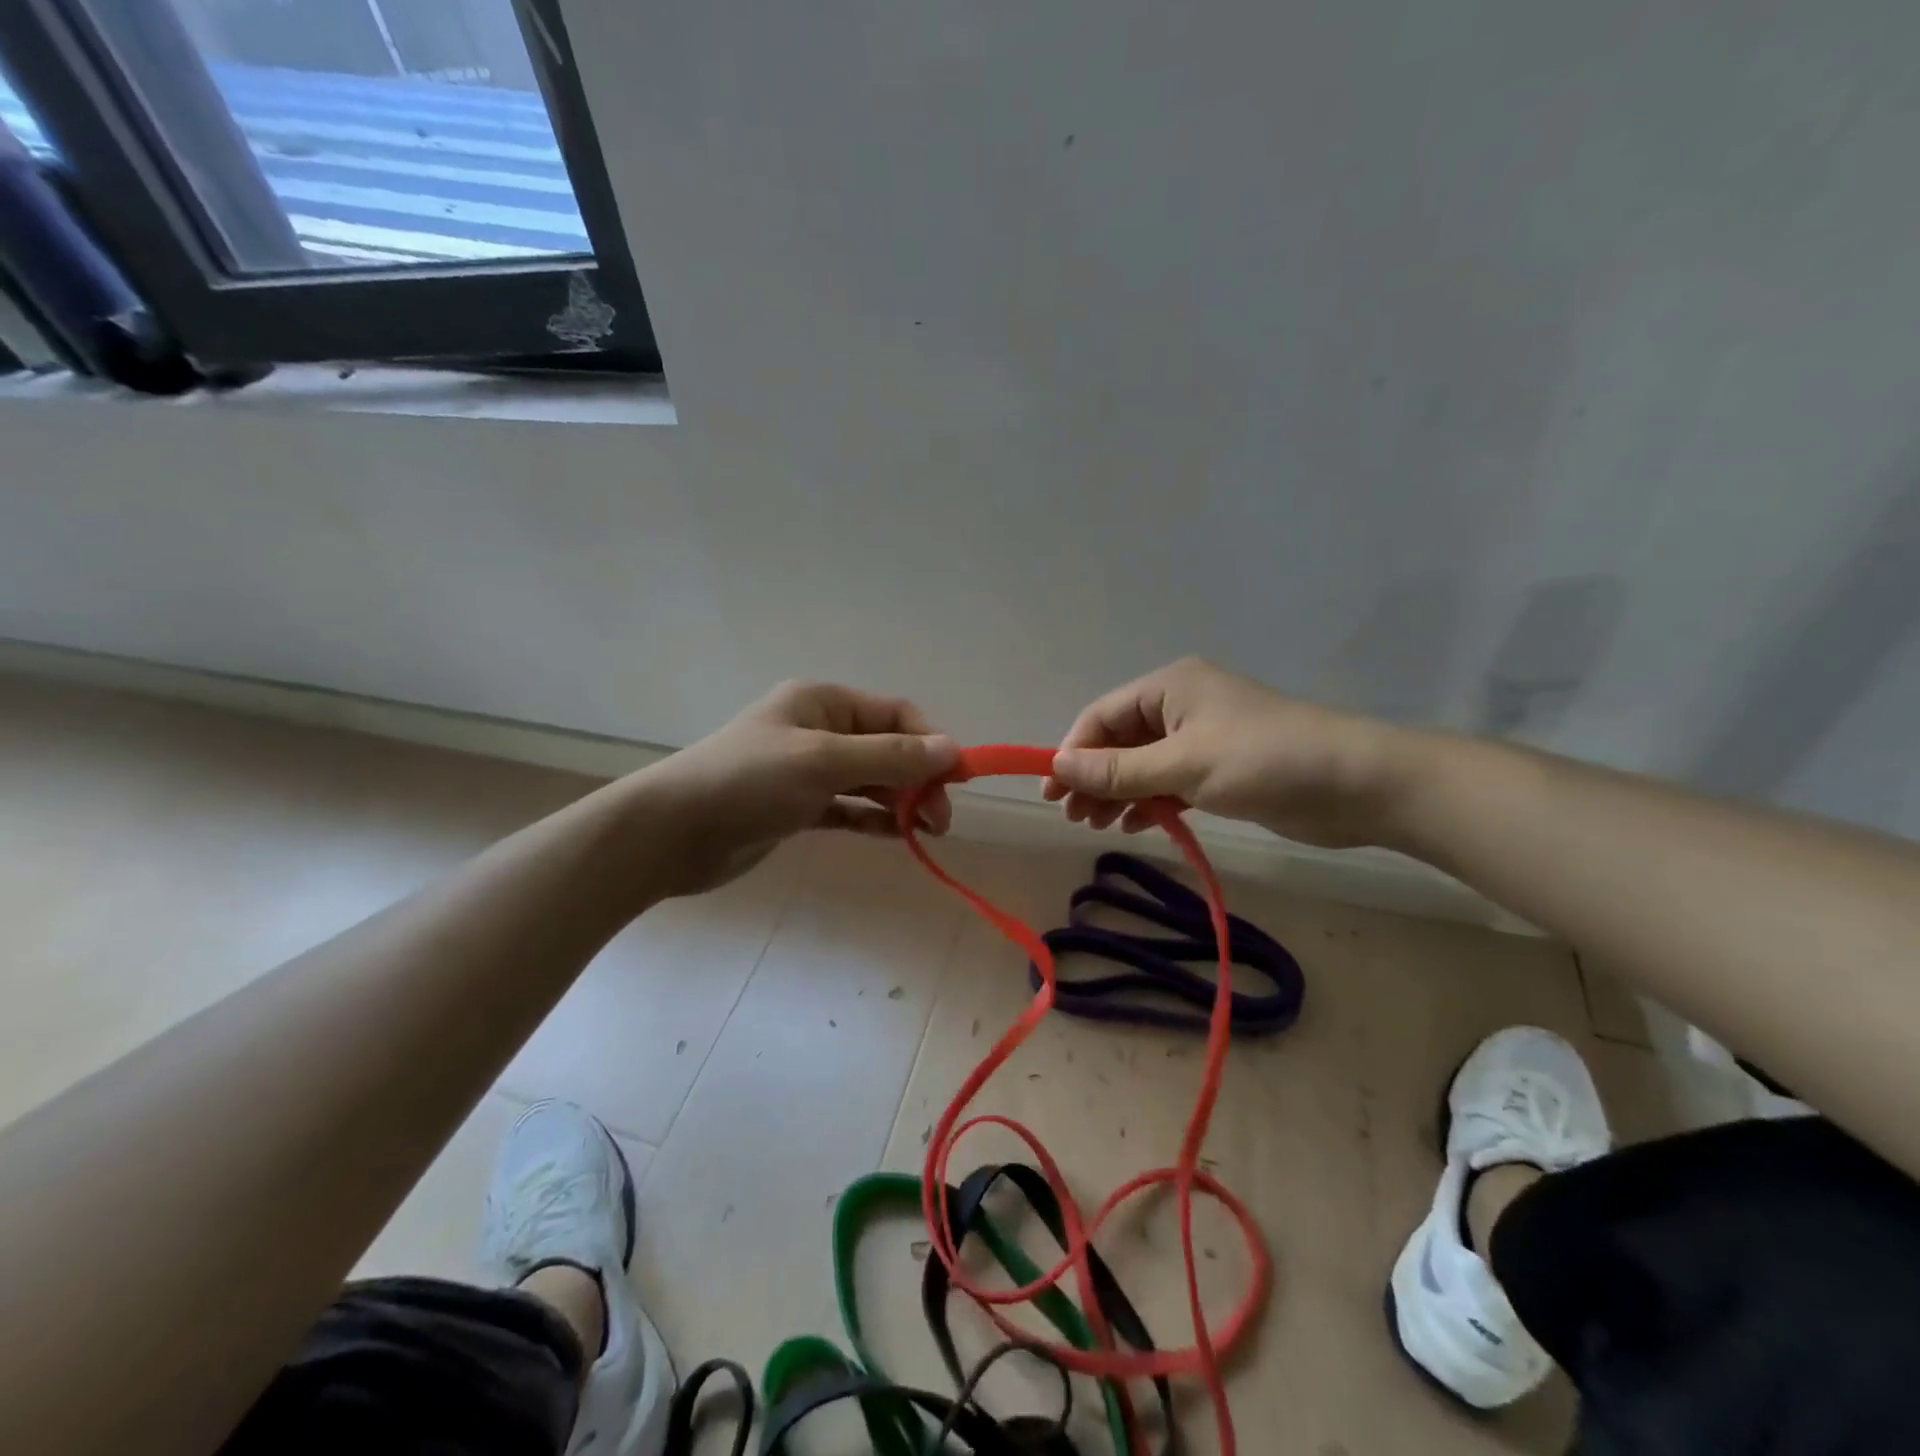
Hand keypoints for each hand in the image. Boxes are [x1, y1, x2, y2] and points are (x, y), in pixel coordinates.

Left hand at [638, 681, 958, 895]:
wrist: (671, 833)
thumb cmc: (749, 781)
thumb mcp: (823, 762)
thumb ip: (889, 757)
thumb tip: (953, 750)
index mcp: (823, 703)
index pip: (895, 715)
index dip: (931, 743)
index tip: (958, 780)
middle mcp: (818, 730)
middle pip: (886, 749)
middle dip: (918, 779)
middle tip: (940, 820)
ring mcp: (806, 771)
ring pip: (869, 781)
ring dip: (901, 801)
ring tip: (928, 833)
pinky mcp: (796, 808)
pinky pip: (848, 808)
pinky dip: (873, 819)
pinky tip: (898, 836)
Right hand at [1043, 657, 1412, 848]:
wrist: (1357, 784)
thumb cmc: (1264, 762)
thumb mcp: (1183, 764)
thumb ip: (1118, 769)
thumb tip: (1057, 766)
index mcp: (1169, 687)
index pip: (1102, 716)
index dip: (1072, 752)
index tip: (1052, 792)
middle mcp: (1181, 706)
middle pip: (1119, 741)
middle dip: (1093, 777)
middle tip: (1073, 817)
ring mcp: (1202, 738)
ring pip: (1143, 764)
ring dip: (1118, 792)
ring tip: (1097, 825)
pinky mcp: (1221, 769)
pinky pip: (1169, 782)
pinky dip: (1150, 801)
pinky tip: (1135, 825)